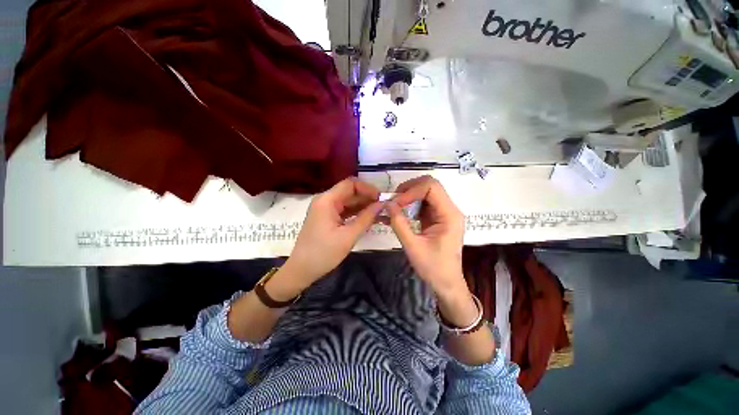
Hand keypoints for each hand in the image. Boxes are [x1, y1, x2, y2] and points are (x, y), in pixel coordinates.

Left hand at [282, 177, 382, 289]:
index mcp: (327, 200)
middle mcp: (325, 200)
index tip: (381, 198)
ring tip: (379, 212)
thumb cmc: (324, 253)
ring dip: (363, 205)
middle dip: (367, 197)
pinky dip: (356, 213)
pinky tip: (368, 218)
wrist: (301, 270)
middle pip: (349, 192)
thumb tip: (382, 204)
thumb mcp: (348, 236)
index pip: (350, 184)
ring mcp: (325, 209)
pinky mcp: (326, 217)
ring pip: (348, 201)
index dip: (367, 188)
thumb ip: (366, 218)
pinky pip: (344, 210)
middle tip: (383, 207)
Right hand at [387, 176, 468, 299]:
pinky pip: (423, 204)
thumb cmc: (433, 268)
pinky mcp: (437, 218)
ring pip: (425, 192)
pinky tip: (399, 213)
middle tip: (393, 200)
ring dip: (408, 196)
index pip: (432, 187)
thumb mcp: (413, 246)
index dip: (411, 191)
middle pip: (430, 186)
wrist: (446, 283)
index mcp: (449, 215)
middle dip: (409, 189)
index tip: (396, 203)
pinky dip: (410, 205)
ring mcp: (443, 213)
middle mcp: (449, 209)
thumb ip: (399, 224)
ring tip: (394, 206)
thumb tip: (387, 204)